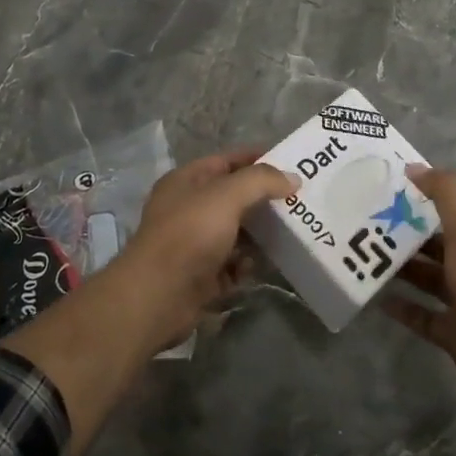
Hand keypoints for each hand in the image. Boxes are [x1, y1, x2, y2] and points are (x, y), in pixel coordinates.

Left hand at [114, 149, 297, 347]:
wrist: (158, 296)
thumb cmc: (190, 234)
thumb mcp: (227, 196)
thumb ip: (261, 181)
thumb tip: (293, 178)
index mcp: (186, 182)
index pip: (226, 161)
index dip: (256, 159)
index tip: (289, 164)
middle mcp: (188, 209)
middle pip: (233, 198)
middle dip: (263, 200)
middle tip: (298, 201)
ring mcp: (193, 244)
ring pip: (235, 233)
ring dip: (258, 235)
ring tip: (290, 234)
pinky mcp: (201, 276)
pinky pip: (231, 265)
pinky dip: (245, 265)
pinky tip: (258, 267)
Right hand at [383, 167, 455, 410]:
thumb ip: (445, 192)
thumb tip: (415, 168)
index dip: (444, 185)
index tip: (408, 179)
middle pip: (443, 238)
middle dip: (413, 227)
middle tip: (375, 218)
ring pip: (430, 276)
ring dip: (404, 266)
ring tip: (368, 255)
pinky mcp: (454, 330)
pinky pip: (422, 315)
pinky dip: (402, 307)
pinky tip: (377, 298)